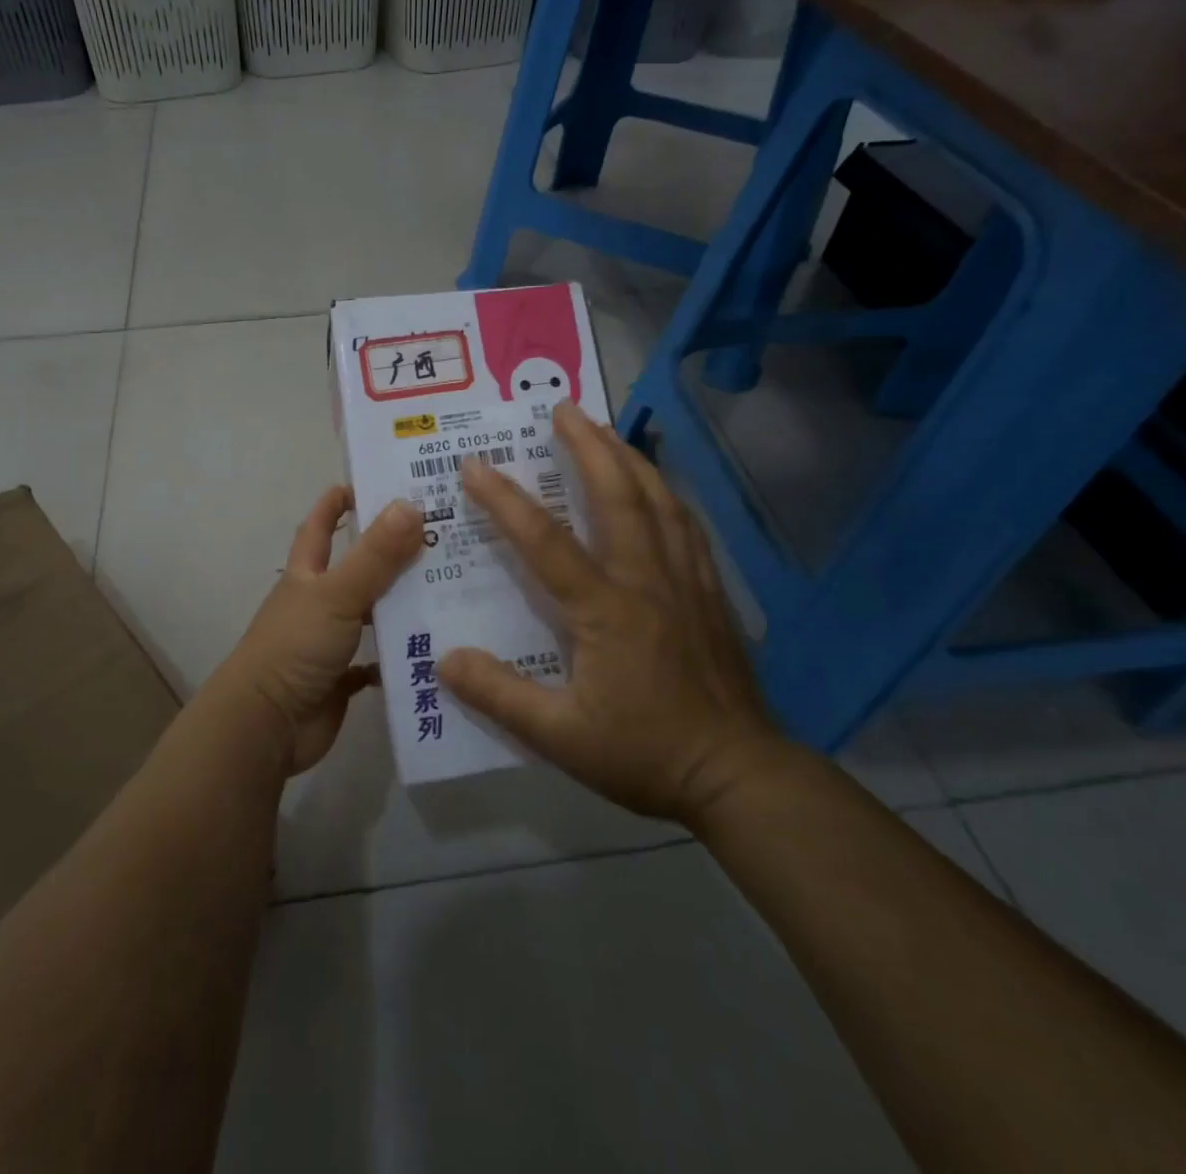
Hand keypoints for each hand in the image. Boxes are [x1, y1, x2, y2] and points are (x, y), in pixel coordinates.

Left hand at [216, 487, 423, 775]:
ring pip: (371, 614)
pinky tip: (432, 647)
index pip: (319, 527)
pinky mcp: (341, 679)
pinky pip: (376, 661)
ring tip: (451, 589)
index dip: (337, 503)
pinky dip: (398, 656)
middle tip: (439, 537)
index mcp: (307, 575)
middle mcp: (317, 603)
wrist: (265, 725)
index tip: (370, 484)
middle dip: (389, 553)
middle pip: (355, 569)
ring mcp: (328, 642)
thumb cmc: (294, 647)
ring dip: (401, 604)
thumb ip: (374, 555)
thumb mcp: (336, 594)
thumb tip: (410, 504)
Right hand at [436, 401, 781, 827]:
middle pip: (619, 496)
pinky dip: (666, 494)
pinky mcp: (710, 593)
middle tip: (564, 409)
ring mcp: (686, 582)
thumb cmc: (645, 754)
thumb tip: (446, 660)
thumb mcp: (561, 737)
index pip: (547, 541)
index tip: (475, 464)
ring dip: (630, 459)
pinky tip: (657, 488)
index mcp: (607, 609)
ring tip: (607, 430)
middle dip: (589, 446)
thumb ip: (501, 696)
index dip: (506, 500)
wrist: (739, 776)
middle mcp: (647, 579)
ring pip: (660, 501)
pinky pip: (687, 526)